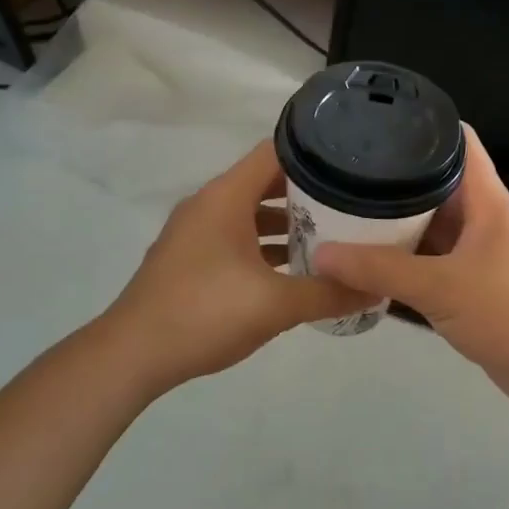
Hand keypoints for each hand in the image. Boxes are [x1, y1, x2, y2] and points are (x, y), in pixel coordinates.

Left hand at [101, 140, 368, 392]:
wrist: (132, 356)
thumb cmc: (205, 314)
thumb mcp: (276, 305)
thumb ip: (329, 293)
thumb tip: (377, 289)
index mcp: (226, 197)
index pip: (276, 152)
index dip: (316, 152)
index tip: (354, 163)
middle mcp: (209, 205)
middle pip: (266, 181)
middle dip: (309, 192)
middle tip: (354, 202)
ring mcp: (196, 233)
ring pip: (251, 213)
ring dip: (288, 222)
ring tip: (333, 236)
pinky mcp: (191, 259)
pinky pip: (237, 238)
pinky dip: (265, 246)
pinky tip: (293, 270)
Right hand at [311, 127, 508, 400]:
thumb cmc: (507, 312)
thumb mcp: (439, 287)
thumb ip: (379, 270)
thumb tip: (321, 255)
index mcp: (487, 200)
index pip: (460, 142)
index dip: (425, 125)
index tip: (379, 124)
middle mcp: (484, 218)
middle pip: (438, 183)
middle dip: (396, 179)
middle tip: (346, 174)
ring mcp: (480, 251)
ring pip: (434, 224)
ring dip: (399, 222)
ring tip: (349, 212)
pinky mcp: (475, 282)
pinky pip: (434, 258)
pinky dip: (407, 257)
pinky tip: (372, 261)